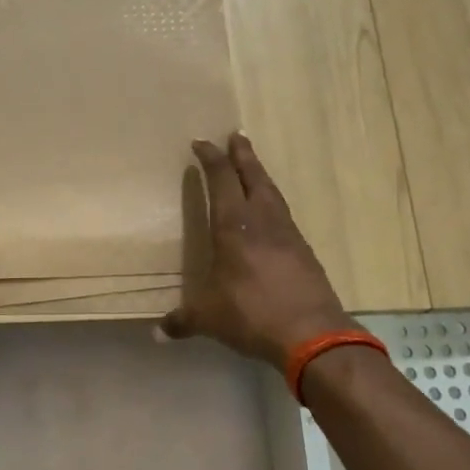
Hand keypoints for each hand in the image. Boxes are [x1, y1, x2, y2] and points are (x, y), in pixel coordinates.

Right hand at [158, 133, 360, 367]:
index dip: (211, 159)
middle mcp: (263, 221)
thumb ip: (182, 320)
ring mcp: (288, 234)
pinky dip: (274, 204)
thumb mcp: (208, 317)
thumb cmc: (250, 313)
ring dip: (261, 176)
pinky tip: (271, 215)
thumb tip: (158, 333)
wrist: (311, 333)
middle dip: (242, 155)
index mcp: (234, 226)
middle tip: (236, 136)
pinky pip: (285, 216)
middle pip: (254, 177)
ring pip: (273, 193)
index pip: (222, 180)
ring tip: (253, 167)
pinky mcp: (304, 252)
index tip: (201, 143)